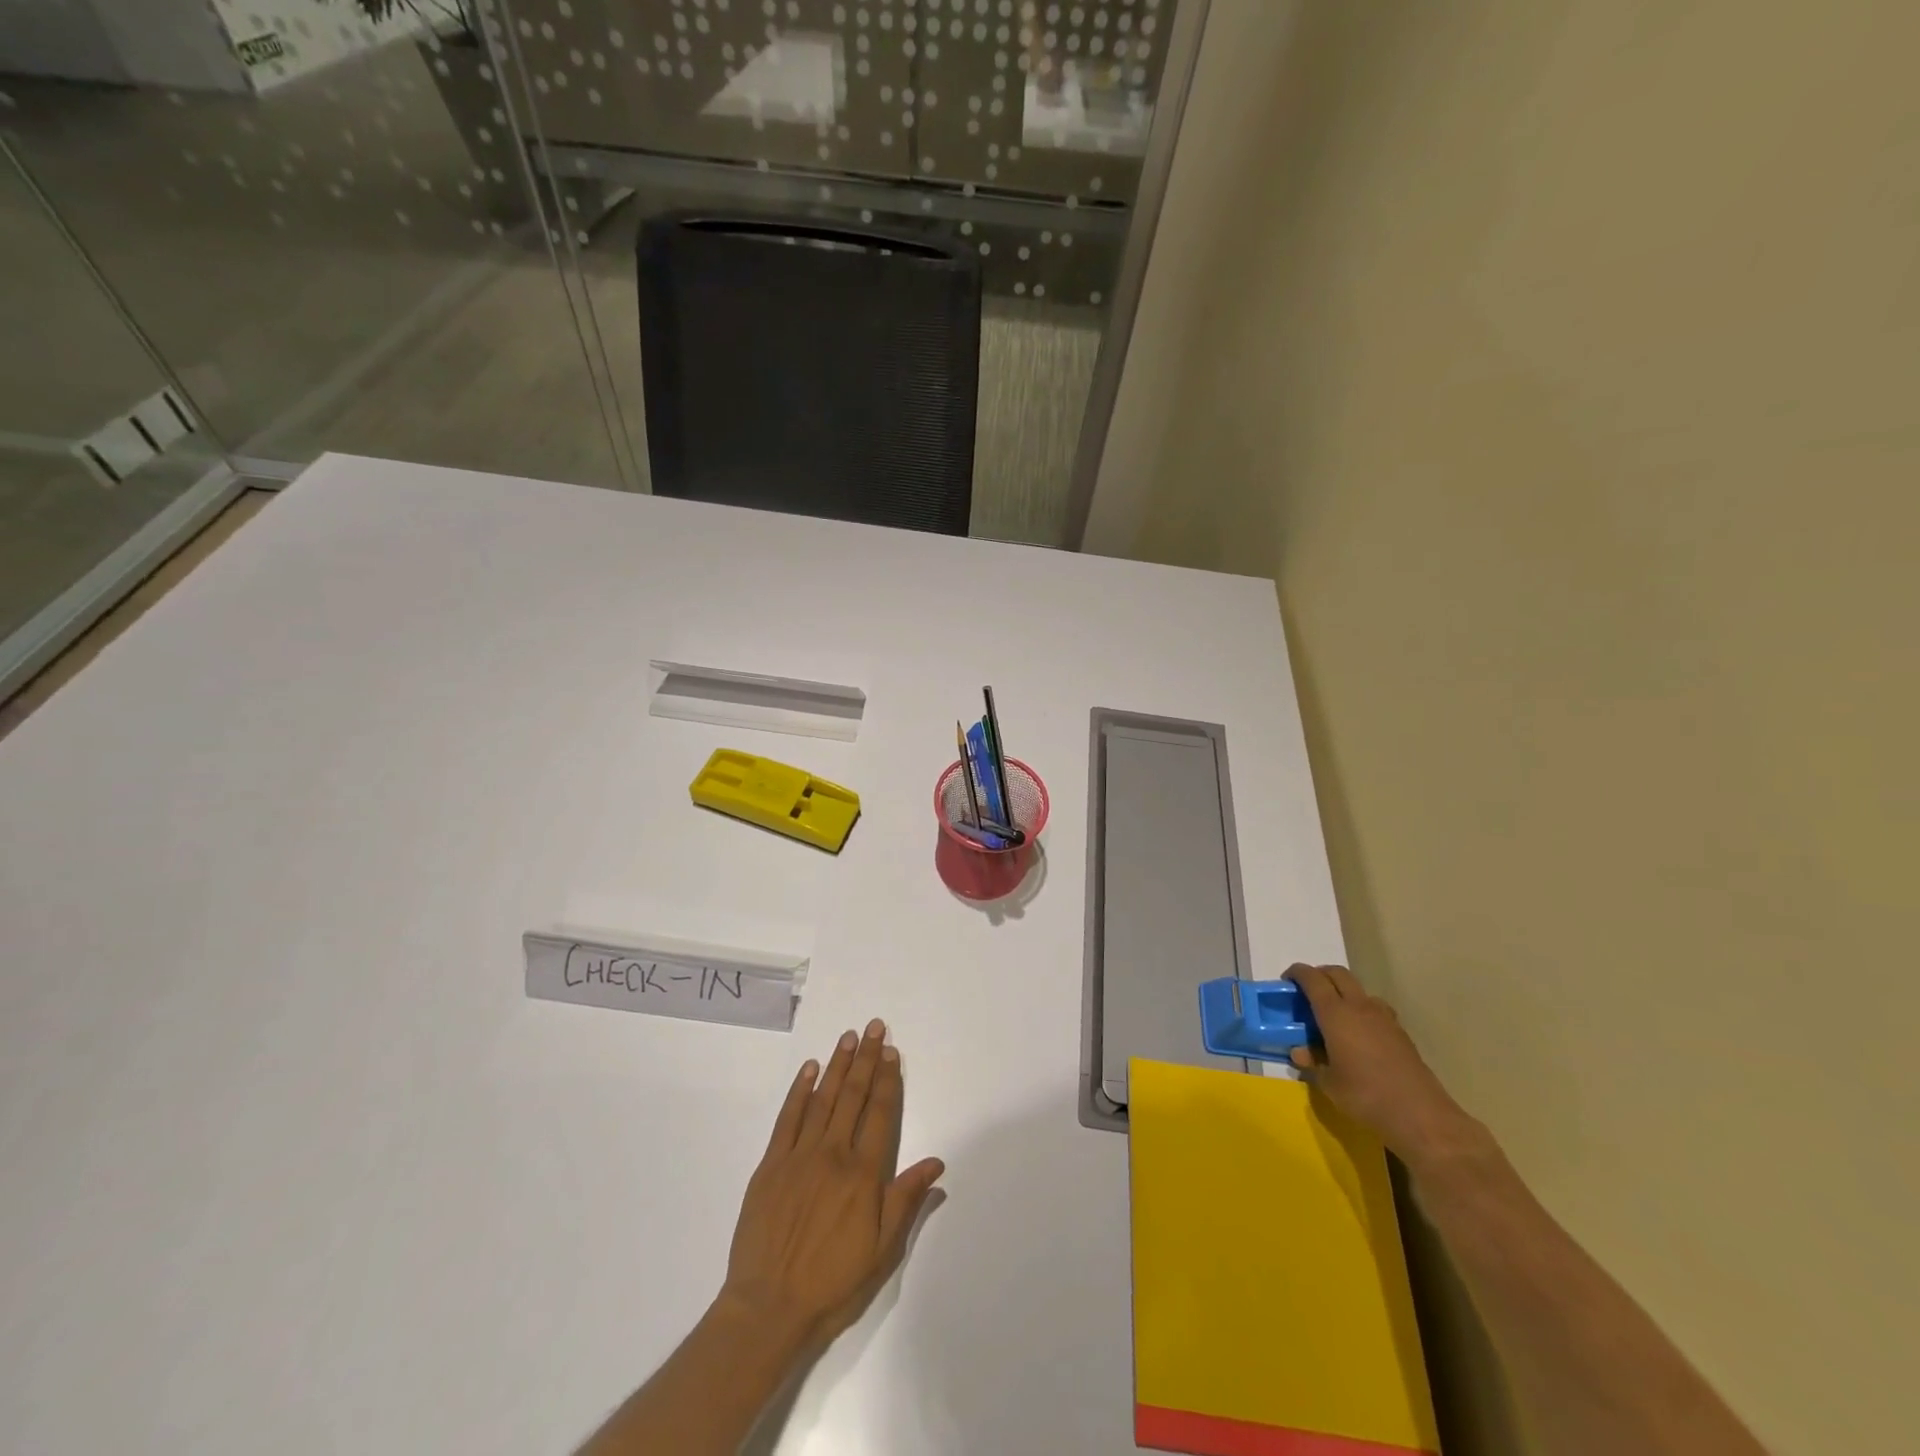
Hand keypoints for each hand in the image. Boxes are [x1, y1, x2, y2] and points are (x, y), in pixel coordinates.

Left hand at [719, 1019, 945, 1355]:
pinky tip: (810, 1069)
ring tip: (849, 1037)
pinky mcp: (771, 1164)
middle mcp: (833, 1154)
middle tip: (874, 1027)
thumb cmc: (832, 1282)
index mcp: (863, 1174)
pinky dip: (800, 1091)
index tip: (892, 1051)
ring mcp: (799, 1156)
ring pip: (823, 1099)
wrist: (769, 1306)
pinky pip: (788, 1118)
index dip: (888, 1080)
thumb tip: (935, 1163)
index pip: (881, 1114)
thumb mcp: (881, 1250)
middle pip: (854, 1096)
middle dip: (866, 1059)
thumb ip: (906, 1200)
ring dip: (838, 1065)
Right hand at [1284, 964, 1489, 1166]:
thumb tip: (1301, 1051)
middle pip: (1338, 974)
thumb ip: (1312, 1062)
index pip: (1312, 979)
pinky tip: (1359, 1037)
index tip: (1286, 981)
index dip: (1297, 973)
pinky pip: (1375, 1009)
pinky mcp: (1400, 1033)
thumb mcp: (1328, 1083)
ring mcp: (1384, 1018)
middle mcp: (1360, 1006)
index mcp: (1336, 1013)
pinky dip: (1361, 1011)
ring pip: (1359, 990)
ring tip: (1334, 1016)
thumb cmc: (1366, 1096)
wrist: (1421, 1117)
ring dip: (1343, 992)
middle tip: (1307, 992)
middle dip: (1320, 975)